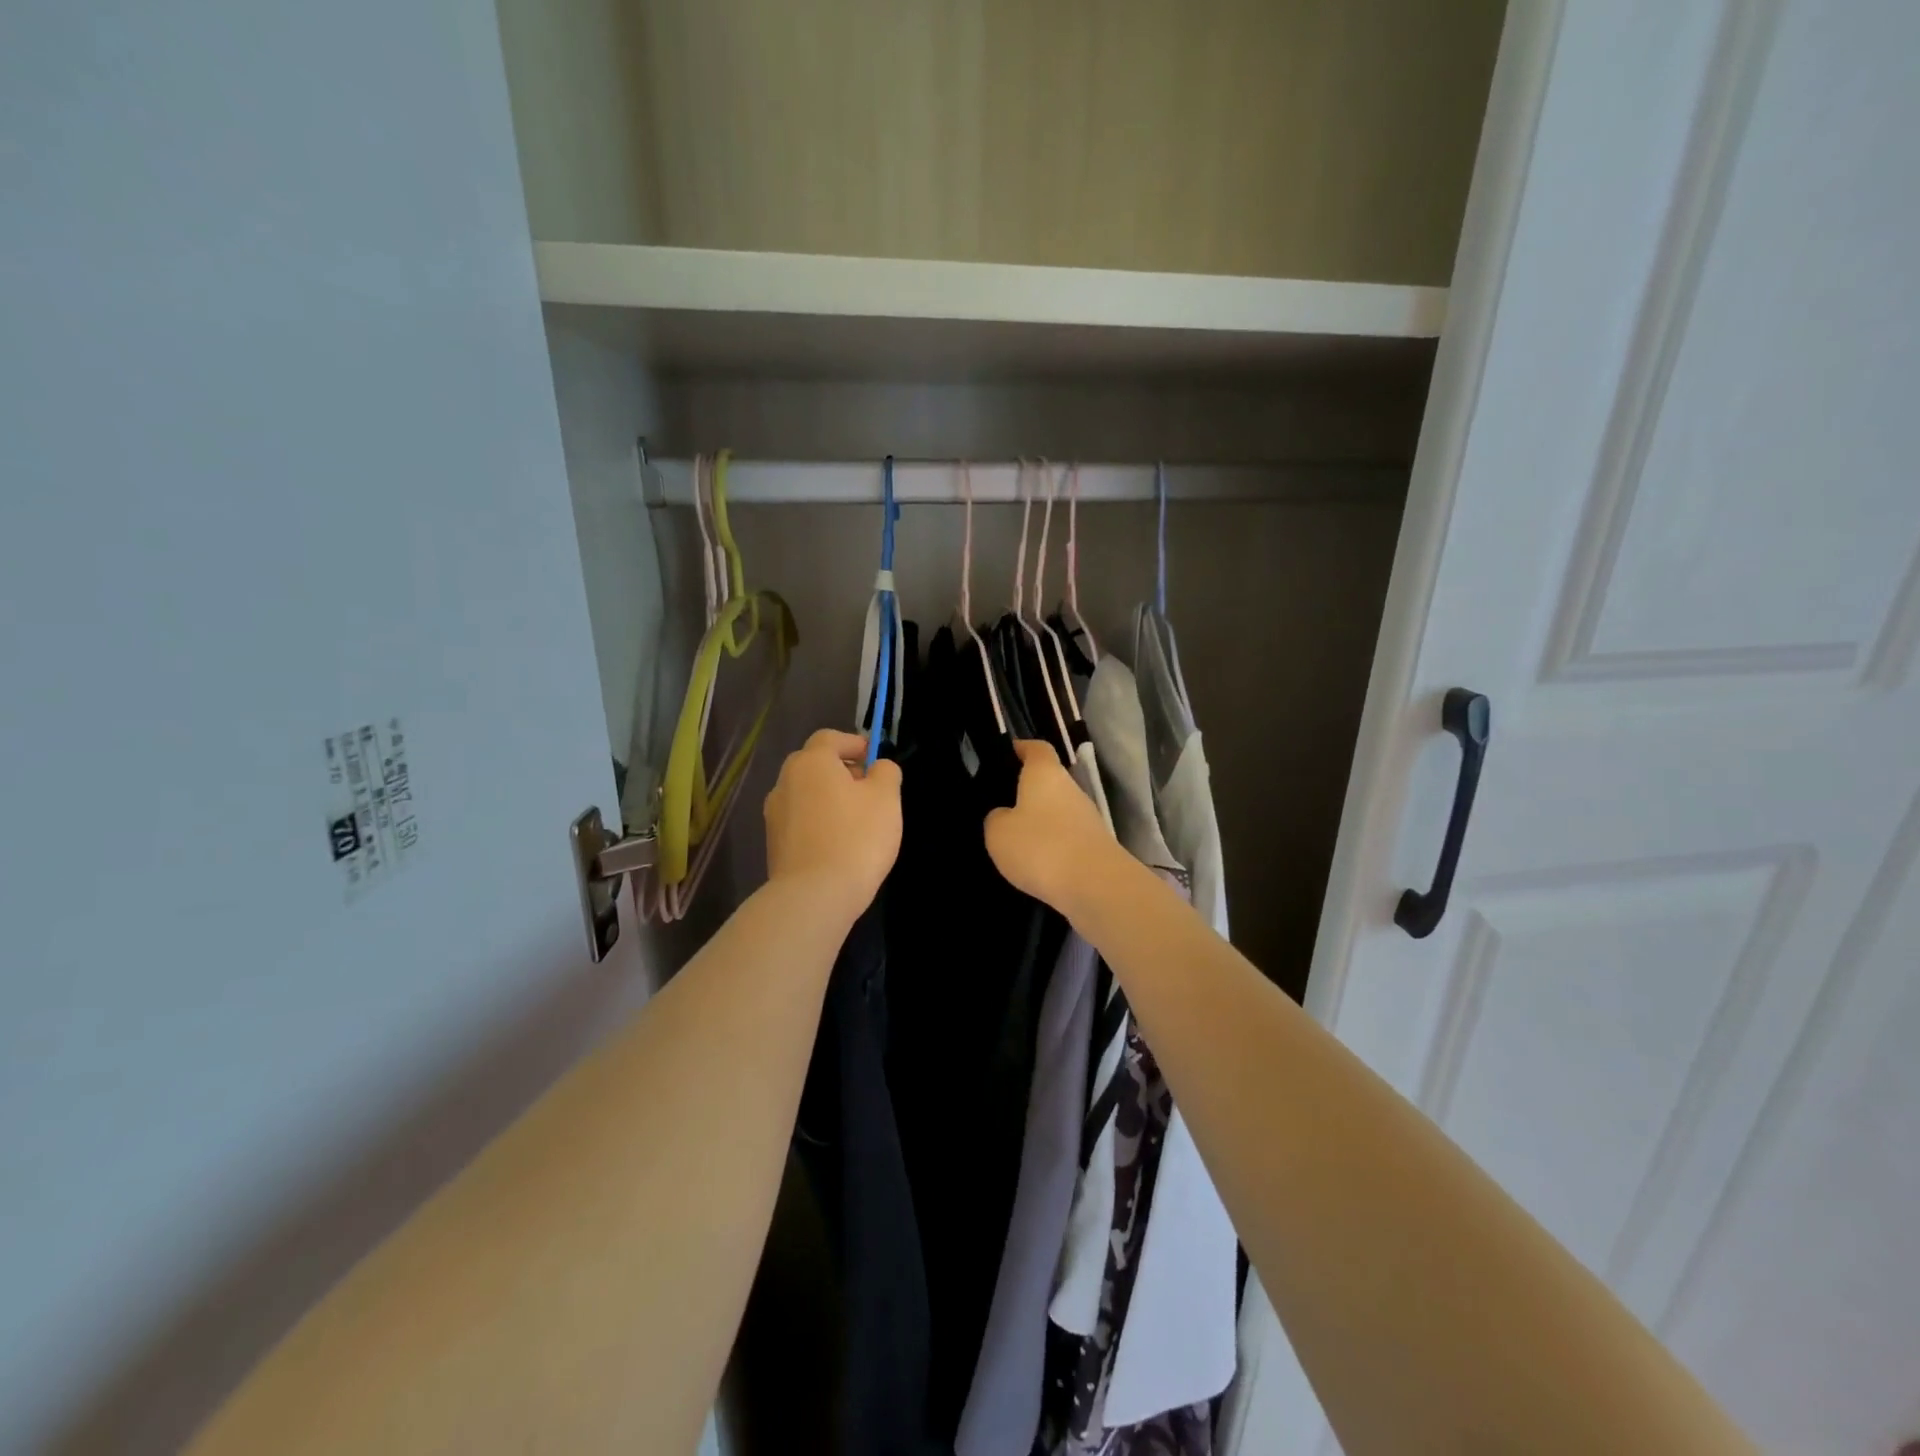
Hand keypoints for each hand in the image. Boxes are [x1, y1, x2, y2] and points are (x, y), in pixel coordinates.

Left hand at [764, 730, 902, 913]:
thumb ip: (885, 772)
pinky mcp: (773, 843)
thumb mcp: (886, 798)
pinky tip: (837, 844)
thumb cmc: (856, 838)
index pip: (830, 738)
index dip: (854, 743)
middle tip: (868, 789)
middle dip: (840, 771)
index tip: (873, 759)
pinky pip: (799, 820)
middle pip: (814, 765)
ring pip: (805, 794)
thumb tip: (877, 767)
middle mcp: (785, 781)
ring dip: (828, 798)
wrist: (814, 895)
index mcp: (811, 762)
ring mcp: (774, 814)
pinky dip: (817, 822)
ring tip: (855, 820)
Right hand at [985, 739, 1127, 913]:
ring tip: (1015, 840)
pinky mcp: (1095, 846)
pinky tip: (1037, 865)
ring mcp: (1087, 818)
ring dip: (1041, 821)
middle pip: (1049, 781)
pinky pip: (1067, 838)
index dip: (1022, 748)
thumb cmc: (1040, 846)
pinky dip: (1052, 846)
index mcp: (1045, 773)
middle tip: (1002, 803)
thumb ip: (997, 818)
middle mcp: (1070, 789)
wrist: (1095, 886)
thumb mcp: (998, 832)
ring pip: (1058, 811)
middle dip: (1028, 790)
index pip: (1036, 748)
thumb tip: (1005, 816)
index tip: (1008, 753)